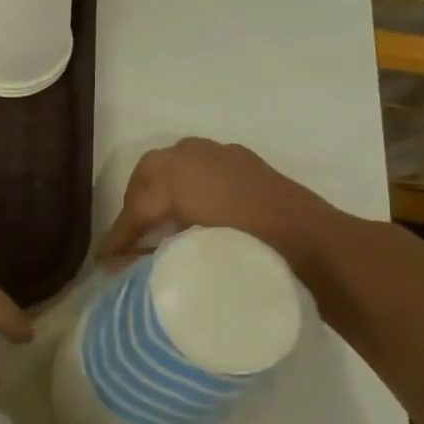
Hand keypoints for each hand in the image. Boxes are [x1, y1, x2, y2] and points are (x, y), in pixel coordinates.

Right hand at [98, 138, 346, 276]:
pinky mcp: (242, 161)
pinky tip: (192, 212)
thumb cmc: (254, 252)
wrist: (319, 246)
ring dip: (158, 194)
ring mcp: (219, 153)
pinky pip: (197, 168)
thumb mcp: (194, 255)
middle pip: (146, 179)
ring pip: (171, 168)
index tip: (103, 261)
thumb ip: (153, 257)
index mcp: (175, 174)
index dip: (117, 237)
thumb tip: (118, 269)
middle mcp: (191, 154)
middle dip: (134, 207)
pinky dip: (185, 186)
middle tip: (129, 241)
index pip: (135, 208)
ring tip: (157, 227)